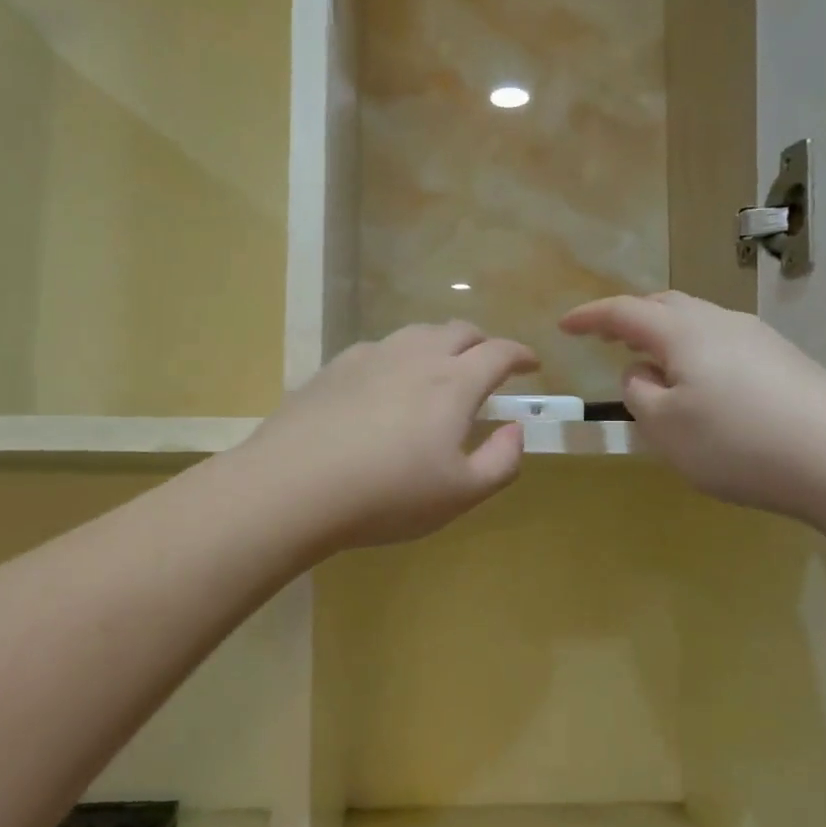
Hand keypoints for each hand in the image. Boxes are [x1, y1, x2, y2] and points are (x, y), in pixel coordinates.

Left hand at [242, 322, 539, 549]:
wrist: (294, 487)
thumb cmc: (387, 496)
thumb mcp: (460, 494)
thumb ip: (502, 461)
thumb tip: (516, 430)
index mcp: (453, 383)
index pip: (499, 353)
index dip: (521, 355)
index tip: (531, 364)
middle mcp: (415, 356)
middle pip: (458, 331)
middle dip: (482, 343)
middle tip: (487, 365)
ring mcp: (369, 357)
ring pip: (416, 334)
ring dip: (439, 344)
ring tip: (439, 369)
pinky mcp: (333, 368)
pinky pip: (378, 349)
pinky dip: (398, 357)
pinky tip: (385, 384)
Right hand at [560, 291, 825, 519]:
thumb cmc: (736, 442)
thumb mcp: (665, 427)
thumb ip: (639, 392)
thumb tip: (642, 370)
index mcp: (683, 331)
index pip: (624, 311)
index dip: (590, 316)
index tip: (564, 325)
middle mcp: (720, 322)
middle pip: (665, 306)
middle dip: (631, 318)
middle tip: (607, 338)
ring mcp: (758, 338)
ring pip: (698, 323)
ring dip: (666, 337)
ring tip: (652, 366)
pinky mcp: (785, 361)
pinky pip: (724, 345)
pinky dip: (696, 355)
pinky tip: (702, 388)